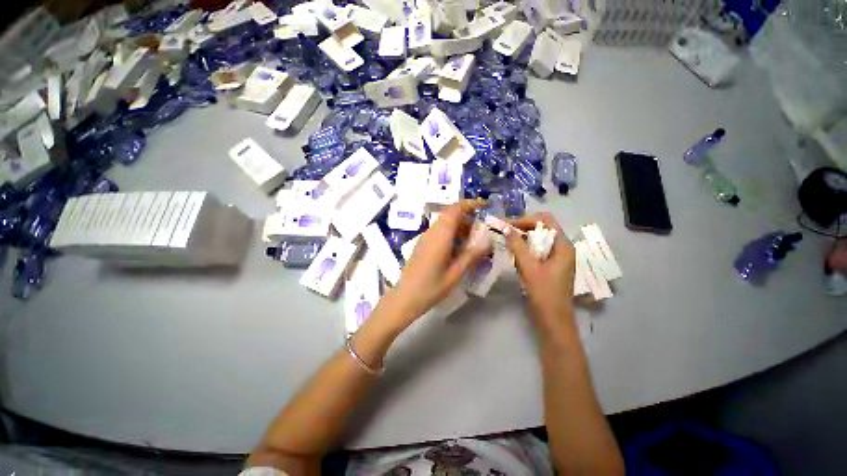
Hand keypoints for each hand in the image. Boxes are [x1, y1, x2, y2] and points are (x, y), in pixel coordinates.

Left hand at [390, 200, 490, 320]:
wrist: (405, 297)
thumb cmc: (431, 287)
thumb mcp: (455, 274)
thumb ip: (471, 256)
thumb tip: (488, 242)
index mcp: (440, 236)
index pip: (454, 210)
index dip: (469, 204)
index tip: (483, 206)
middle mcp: (431, 232)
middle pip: (449, 214)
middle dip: (467, 217)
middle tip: (481, 229)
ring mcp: (425, 238)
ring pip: (444, 222)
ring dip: (459, 225)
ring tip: (472, 240)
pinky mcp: (422, 244)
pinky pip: (439, 231)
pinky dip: (451, 233)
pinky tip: (458, 248)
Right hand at [504, 213, 576, 327]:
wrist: (553, 321)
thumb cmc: (545, 295)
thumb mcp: (530, 269)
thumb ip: (518, 247)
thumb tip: (506, 228)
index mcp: (563, 246)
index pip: (546, 221)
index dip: (526, 219)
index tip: (508, 224)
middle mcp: (561, 248)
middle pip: (542, 229)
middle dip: (522, 227)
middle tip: (503, 230)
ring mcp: (556, 258)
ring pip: (537, 240)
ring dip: (521, 238)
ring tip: (505, 239)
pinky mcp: (549, 266)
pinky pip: (535, 251)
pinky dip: (523, 249)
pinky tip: (512, 253)